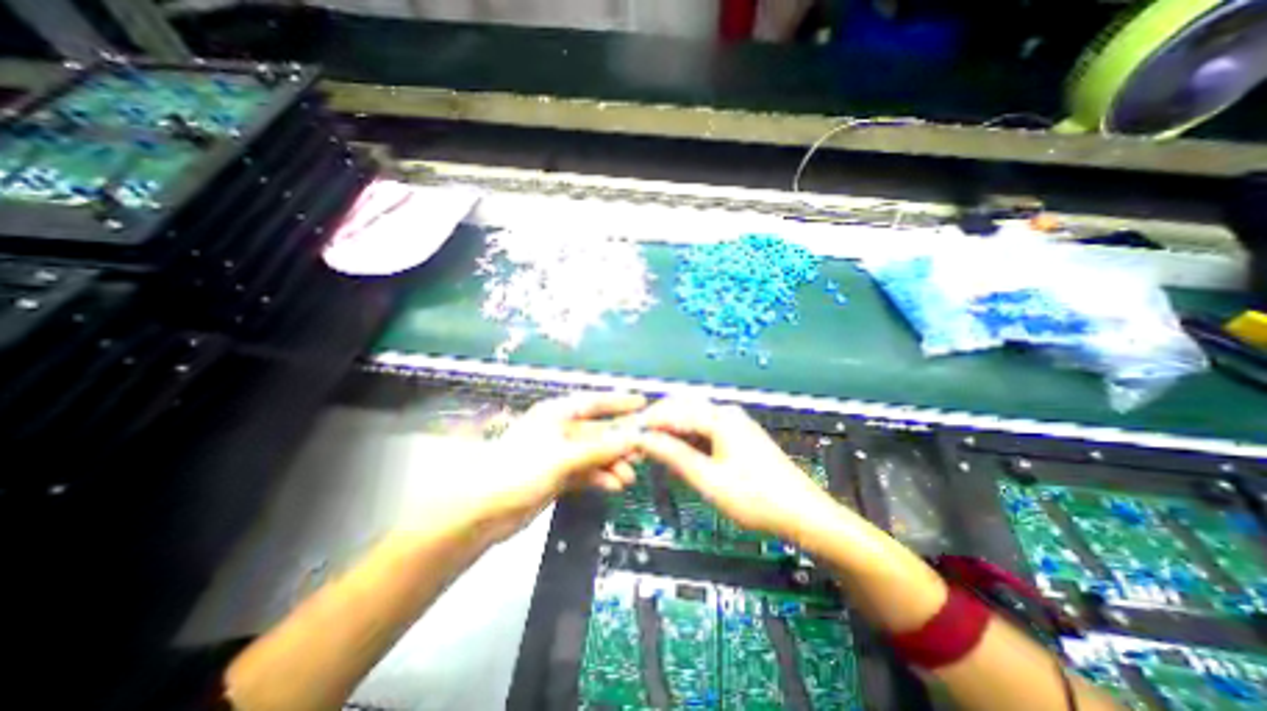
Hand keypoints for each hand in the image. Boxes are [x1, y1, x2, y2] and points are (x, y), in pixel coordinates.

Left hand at [467, 393, 644, 540]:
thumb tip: (632, 439)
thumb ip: (599, 449)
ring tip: (629, 476)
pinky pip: (586, 472)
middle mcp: (559, 430)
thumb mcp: (563, 456)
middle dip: (619, 441)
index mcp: (556, 414)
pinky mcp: (558, 476)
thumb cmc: (521, 470)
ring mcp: (559, 454)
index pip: (593, 402)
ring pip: (594, 454)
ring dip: (612, 464)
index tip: (643, 404)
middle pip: (597, 431)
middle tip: (643, 451)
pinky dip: (600, 478)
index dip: (618, 402)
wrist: (484, 511)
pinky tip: (614, 486)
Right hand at [638, 400, 837, 543]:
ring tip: (653, 450)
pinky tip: (678, 453)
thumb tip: (643, 439)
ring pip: (693, 419)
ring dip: (671, 430)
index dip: (647, 422)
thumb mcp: (708, 479)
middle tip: (637, 443)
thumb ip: (674, 455)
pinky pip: (705, 429)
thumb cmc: (755, 498)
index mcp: (719, 417)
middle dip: (658, 422)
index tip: (627, 436)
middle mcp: (726, 412)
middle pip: (682, 408)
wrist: (804, 514)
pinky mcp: (738, 436)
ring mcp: (734, 423)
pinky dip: (687, 438)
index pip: (673, 410)